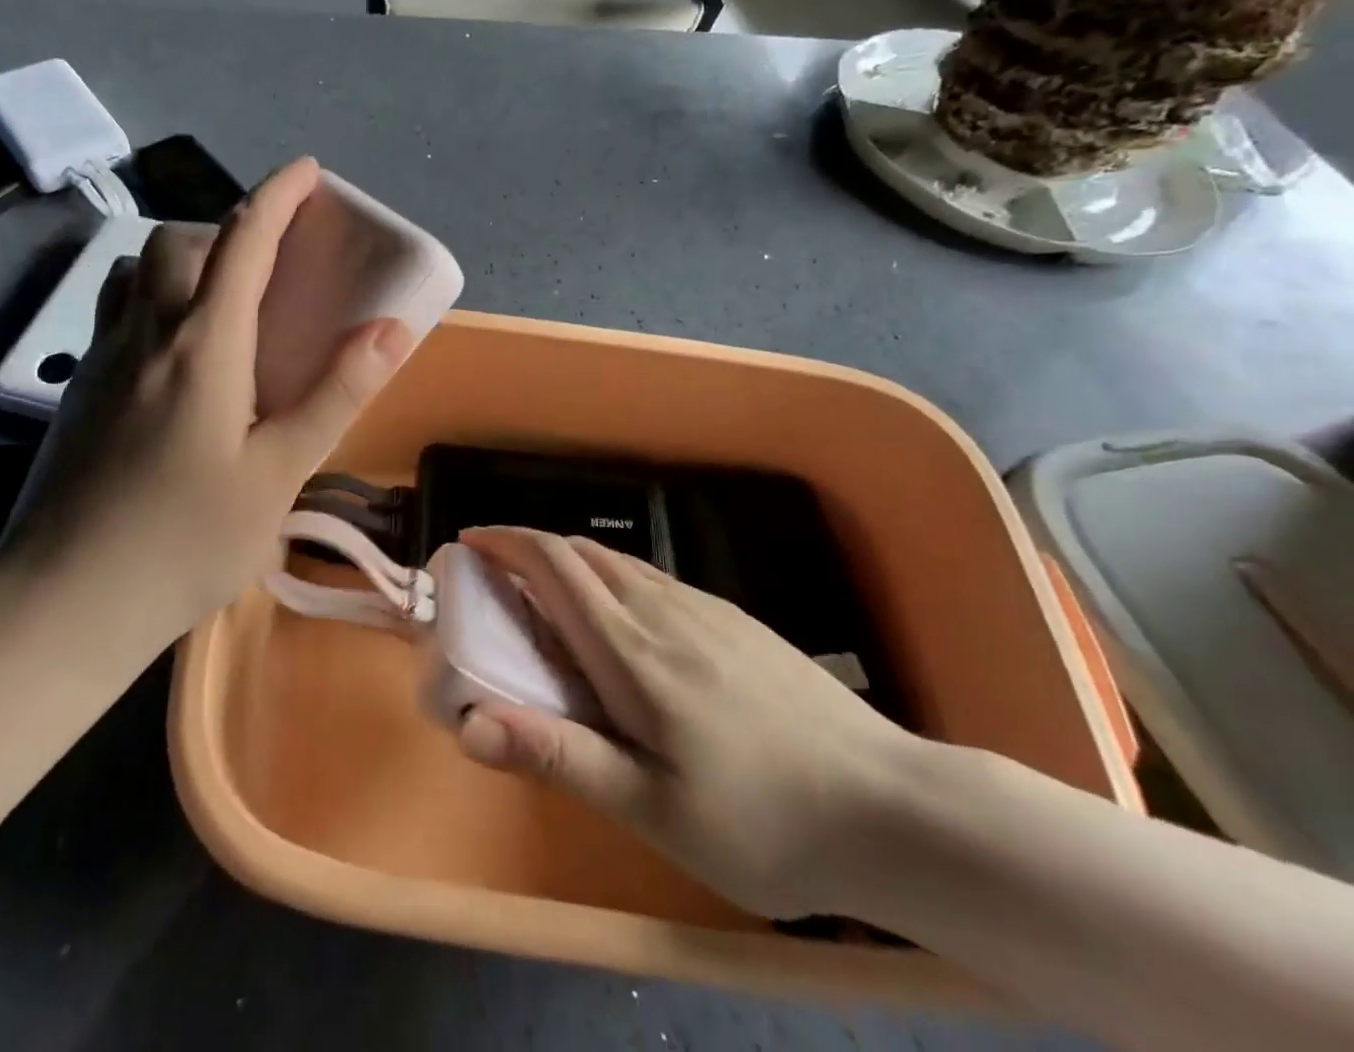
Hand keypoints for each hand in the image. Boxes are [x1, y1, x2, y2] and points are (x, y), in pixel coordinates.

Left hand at [0, 158, 414, 640]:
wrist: (63, 600)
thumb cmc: (185, 541)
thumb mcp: (280, 473)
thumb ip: (335, 394)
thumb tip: (392, 328)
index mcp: (203, 344)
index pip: (242, 241)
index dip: (277, 196)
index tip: (307, 171)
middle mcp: (146, 332)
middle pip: (179, 243)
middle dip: (228, 229)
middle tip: (267, 267)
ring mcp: (100, 359)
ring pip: (137, 272)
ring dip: (181, 261)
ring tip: (219, 305)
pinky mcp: (75, 389)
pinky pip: (117, 312)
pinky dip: (152, 299)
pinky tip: (173, 361)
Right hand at [453, 528, 919, 919]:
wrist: (891, 807)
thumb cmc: (762, 820)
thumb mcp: (653, 809)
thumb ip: (561, 755)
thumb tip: (472, 721)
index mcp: (630, 649)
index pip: (553, 564)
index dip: (505, 542)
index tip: (469, 544)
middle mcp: (661, 608)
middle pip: (580, 553)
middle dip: (529, 551)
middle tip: (499, 584)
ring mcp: (704, 608)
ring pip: (618, 564)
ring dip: (570, 565)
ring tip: (550, 605)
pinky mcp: (734, 619)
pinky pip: (653, 580)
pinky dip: (612, 581)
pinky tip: (625, 628)